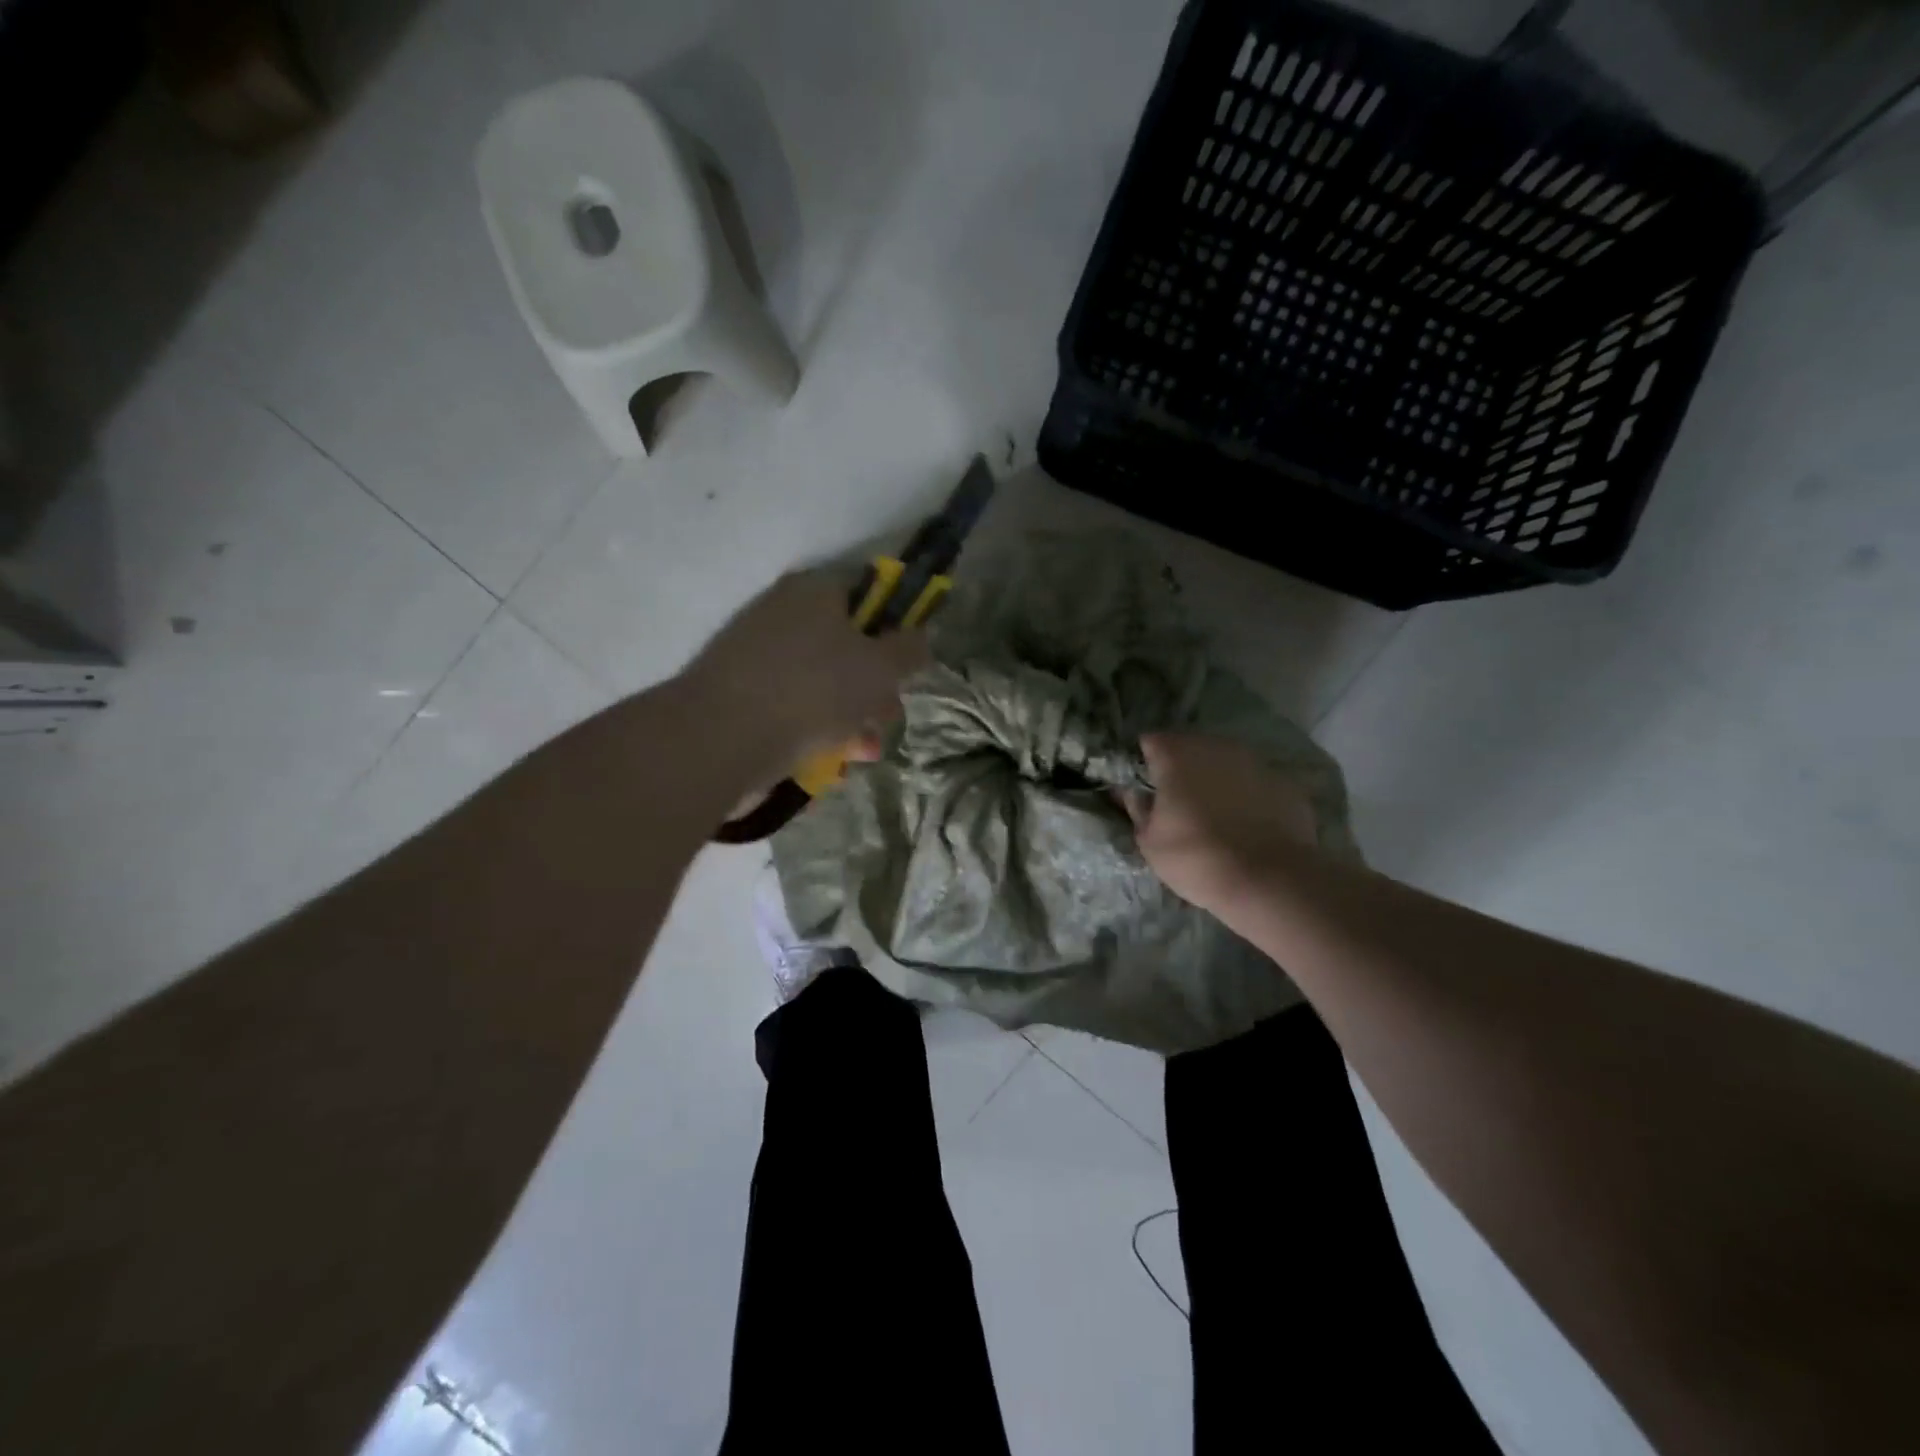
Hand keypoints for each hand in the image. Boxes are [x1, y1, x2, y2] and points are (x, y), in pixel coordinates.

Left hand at [682, 570, 929, 779]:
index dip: (895, 632)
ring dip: (851, 719)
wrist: (720, 739)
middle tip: (884, 718)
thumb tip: (919, 638)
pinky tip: (828, 763)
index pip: (868, 597)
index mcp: (814, 592)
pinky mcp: (741, 698)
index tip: (906, 669)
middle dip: (875, 689)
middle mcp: (782, 615)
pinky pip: (793, 710)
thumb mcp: (880, 668)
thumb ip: (909, 650)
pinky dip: (815, 733)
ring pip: (823, 686)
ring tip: (860, 753)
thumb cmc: (812, 691)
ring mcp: (757, 657)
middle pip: (847, 647)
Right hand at [1124, 732, 1318, 911]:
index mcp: (1176, 754)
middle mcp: (1215, 746)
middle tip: (1177, 804)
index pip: (1150, 742)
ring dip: (1215, 780)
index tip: (1144, 788)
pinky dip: (1247, 796)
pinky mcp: (1285, 782)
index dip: (1144, 763)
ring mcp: (1255, 761)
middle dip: (1181, 769)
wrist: (1269, 881)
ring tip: (1214, 816)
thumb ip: (1138, 808)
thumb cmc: (1196, 857)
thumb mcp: (1149, 841)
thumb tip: (1129, 792)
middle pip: (1190, 748)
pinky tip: (1247, 826)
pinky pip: (1255, 783)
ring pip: (1225, 763)